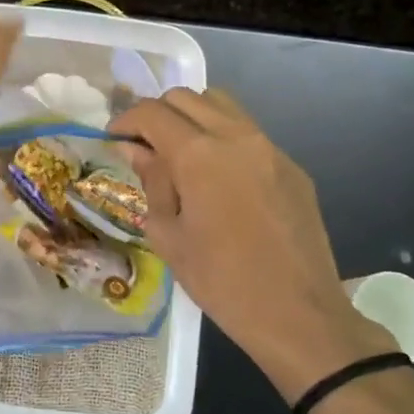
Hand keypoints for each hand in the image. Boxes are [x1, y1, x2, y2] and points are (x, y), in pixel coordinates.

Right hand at [110, 88, 396, 402]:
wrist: (299, 316)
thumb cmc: (222, 282)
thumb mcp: (169, 235)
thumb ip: (152, 182)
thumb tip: (136, 150)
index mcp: (200, 155)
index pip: (152, 113)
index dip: (126, 120)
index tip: (114, 139)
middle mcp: (236, 137)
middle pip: (187, 97)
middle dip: (158, 114)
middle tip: (144, 146)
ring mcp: (270, 148)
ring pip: (222, 105)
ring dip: (192, 117)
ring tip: (180, 154)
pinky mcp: (292, 166)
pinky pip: (249, 133)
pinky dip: (223, 138)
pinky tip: (218, 178)